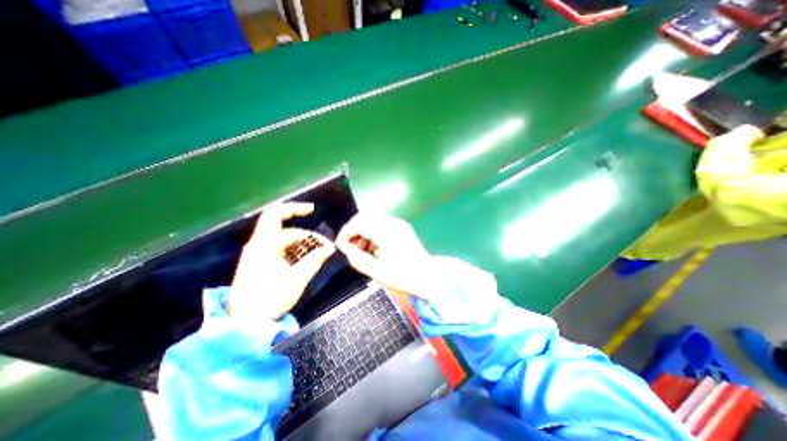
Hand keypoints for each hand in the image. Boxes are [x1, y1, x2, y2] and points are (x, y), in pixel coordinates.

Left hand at [230, 201, 335, 319]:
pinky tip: (306, 262)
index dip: (294, 208)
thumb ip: (315, 260)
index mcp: (264, 244)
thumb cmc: (270, 298)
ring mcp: (258, 256)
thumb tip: (331, 248)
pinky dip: (295, 254)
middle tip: (325, 248)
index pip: (275, 215)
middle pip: (287, 233)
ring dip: (303, 247)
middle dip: (308, 238)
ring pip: (285, 244)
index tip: (312, 210)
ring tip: (319, 256)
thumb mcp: (297, 278)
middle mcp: (259, 246)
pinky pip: (281, 253)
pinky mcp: (259, 265)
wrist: (245, 324)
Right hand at [336, 213, 439, 300]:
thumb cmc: (404, 277)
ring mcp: (399, 225)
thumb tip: (345, 249)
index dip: (346, 233)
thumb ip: (357, 259)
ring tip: (362, 250)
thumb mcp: (376, 272)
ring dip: (363, 231)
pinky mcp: (402, 229)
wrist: (429, 279)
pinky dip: (373, 233)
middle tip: (350, 247)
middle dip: (354, 230)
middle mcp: (394, 223)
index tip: (341, 246)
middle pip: (366, 216)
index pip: (359, 222)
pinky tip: (373, 248)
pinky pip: (382, 225)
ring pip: (373, 219)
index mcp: (387, 232)